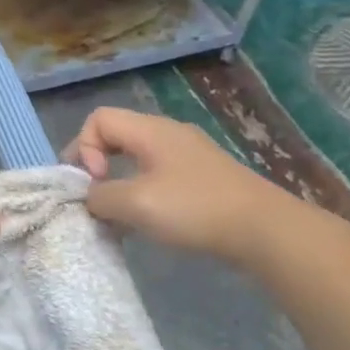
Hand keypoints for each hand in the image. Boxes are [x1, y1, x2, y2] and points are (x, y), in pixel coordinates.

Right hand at [63, 107, 287, 263]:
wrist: (264, 230)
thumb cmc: (195, 209)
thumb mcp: (136, 204)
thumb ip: (100, 196)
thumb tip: (90, 197)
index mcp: (151, 130)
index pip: (99, 119)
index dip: (84, 147)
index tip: (95, 182)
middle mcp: (169, 134)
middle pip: (117, 135)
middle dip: (97, 165)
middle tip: (94, 198)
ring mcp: (189, 155)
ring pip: (136, 158)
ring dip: (119, 183)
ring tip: (119, 216)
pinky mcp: (203, 178)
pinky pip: (158, 175)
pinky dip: (142, 193)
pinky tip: (149, 221)